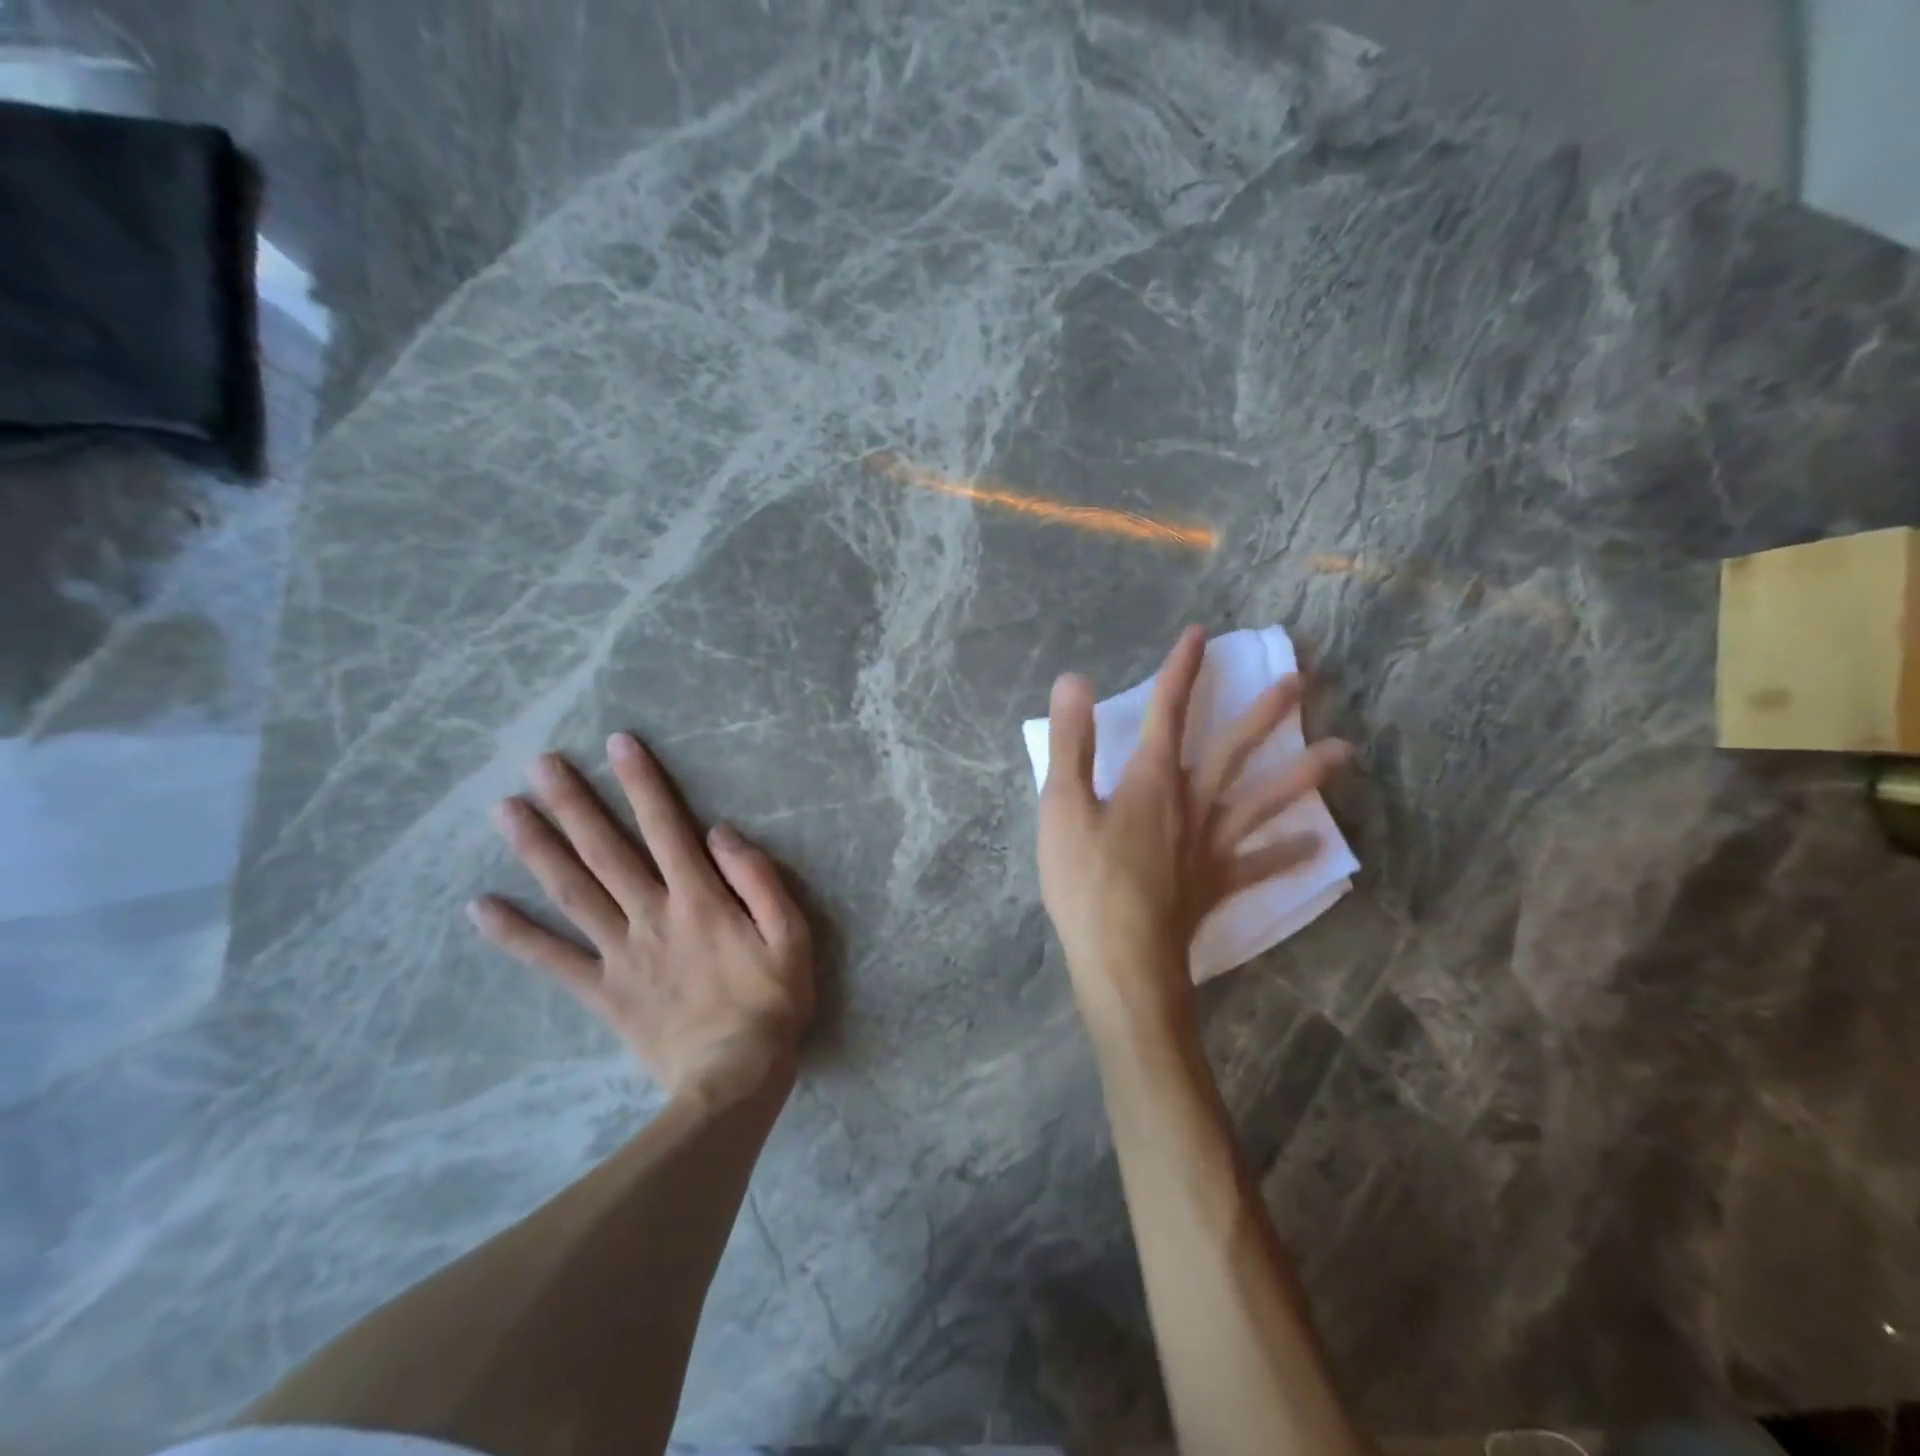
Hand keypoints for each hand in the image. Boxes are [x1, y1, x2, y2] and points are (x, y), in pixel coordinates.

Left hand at [468, 732, 814, 1110]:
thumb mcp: (791, 934)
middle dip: (573, 802)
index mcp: (699, 898)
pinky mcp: (603, 992)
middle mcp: (651, 914)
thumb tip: (721, 832)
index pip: (666, 826)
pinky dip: (515, 935)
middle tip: (538, 763)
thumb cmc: (772, 1002)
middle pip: (605, 850)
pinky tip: (480, 908)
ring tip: (505, 810)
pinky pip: (552, 961)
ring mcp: (620, 953)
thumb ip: (758, 878)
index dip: (642, 782)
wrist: (733, 1079)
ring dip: (538, 848)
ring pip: (572, 891)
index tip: (616, 743)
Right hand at [1037, 626, 1350, 1039]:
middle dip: (1262, 713)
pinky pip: (1261, 865)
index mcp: (1152, 779)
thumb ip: (1071, 742)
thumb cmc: (1086, 880)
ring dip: (1302, 776)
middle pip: (1232, 749)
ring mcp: (1213, 845)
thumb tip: (1075, 680)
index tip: (1200, 635)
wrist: (1123, 957)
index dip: (1181, 670)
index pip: (1168, 710)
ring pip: (1264, 802)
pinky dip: (1288, 855)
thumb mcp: (1062, 805)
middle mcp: (1193, 803)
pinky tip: (1318, 847)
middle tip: (1299, 682)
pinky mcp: (1220, 883)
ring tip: (1344, 753)